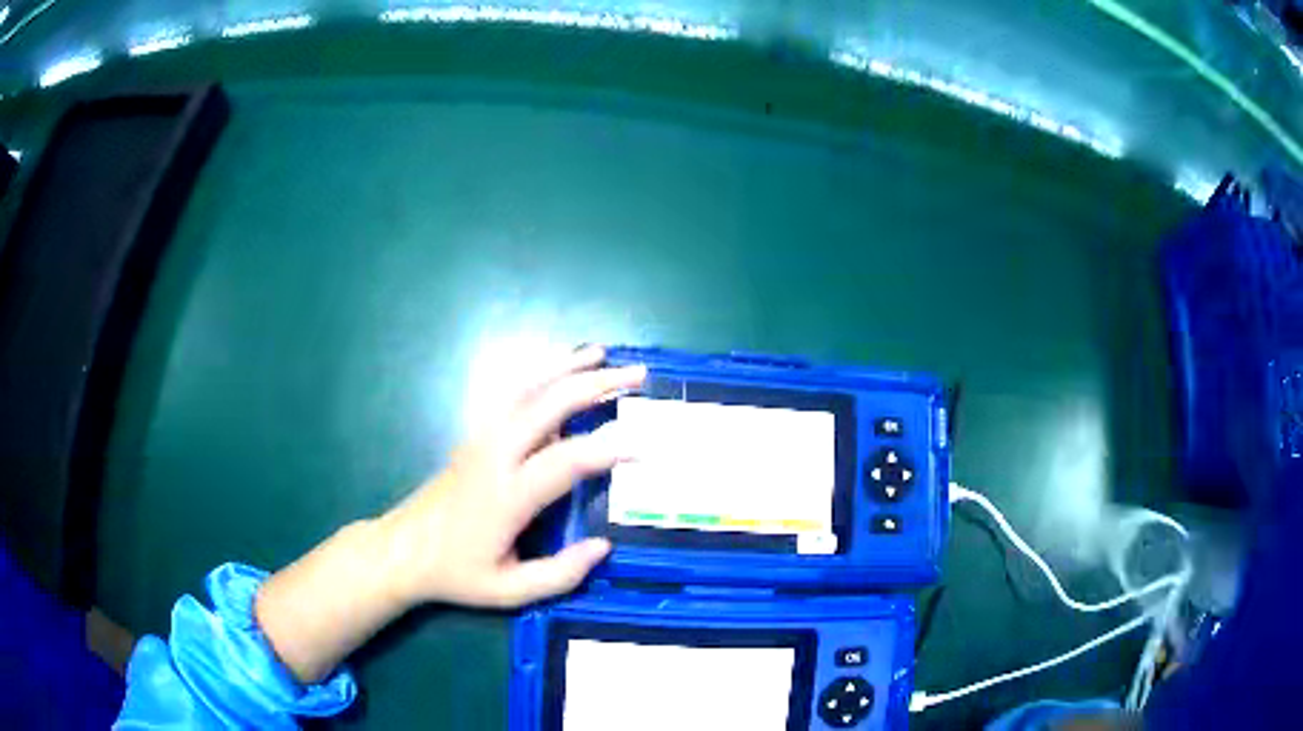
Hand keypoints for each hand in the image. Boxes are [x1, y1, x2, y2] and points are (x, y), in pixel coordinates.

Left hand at [377, 345, 644, 608]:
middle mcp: (495, 454)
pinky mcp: (475, 435)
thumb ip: (560, 574)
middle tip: (638, 375)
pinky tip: (560, 369)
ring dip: (567, 366)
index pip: (567, 461)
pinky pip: (513, 393)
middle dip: (597, 385)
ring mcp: (482, 438)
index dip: (610, 449)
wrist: (403, 549)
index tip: (646, 446)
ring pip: (528, 388)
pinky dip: (542, 374)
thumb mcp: (509, 591)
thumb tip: (604, 546)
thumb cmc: (456, 573)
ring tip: (602, 353)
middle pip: (550, 404)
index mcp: (507, 495)